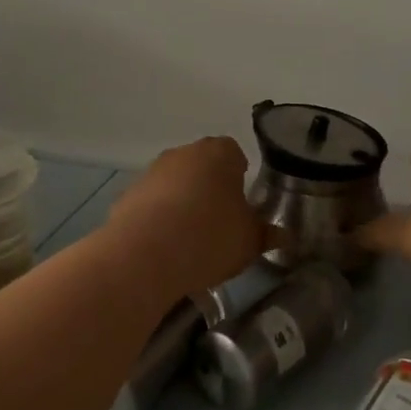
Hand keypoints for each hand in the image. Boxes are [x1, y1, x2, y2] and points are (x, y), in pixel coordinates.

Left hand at [108, 136, 263, 296]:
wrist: (145, 255)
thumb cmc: (210, 237)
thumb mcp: (250, 241)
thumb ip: (267, 234)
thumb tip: (283, 235)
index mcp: (219, 153)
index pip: (235, 153)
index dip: (241, 176)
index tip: (243, 202)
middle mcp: (183, 153)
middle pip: (202, 166)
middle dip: (211, 188)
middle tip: (221, 222)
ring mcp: (151, 173)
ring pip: (175, 185)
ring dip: (183, 204)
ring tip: (191, 241)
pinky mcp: (127, 197)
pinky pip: (152, 205)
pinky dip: (159, 220)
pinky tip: (165, 249)